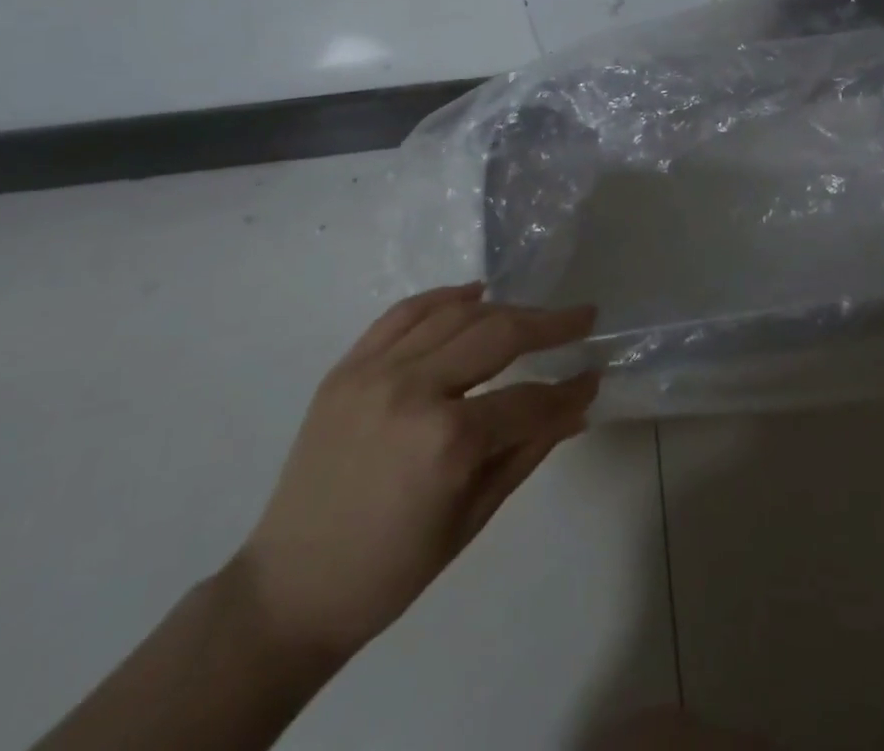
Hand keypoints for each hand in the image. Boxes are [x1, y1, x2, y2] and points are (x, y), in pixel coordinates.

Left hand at [231, 283, 598, 663]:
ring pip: (456, 314)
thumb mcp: (473, 516)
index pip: (527, 399)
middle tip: (583, 317)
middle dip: (549, 324)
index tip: (594, 377)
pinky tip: (474, 293)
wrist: (289, 589)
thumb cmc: (391, 570)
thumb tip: (578, 406)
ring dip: (504, 308)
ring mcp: (375, 372)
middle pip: (498, 334)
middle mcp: (413, 390)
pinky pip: (403, 313)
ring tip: (534, 314)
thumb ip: (529, 449)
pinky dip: (443, 297)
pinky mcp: (347, 367)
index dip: (567, 390)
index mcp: (448, 442)